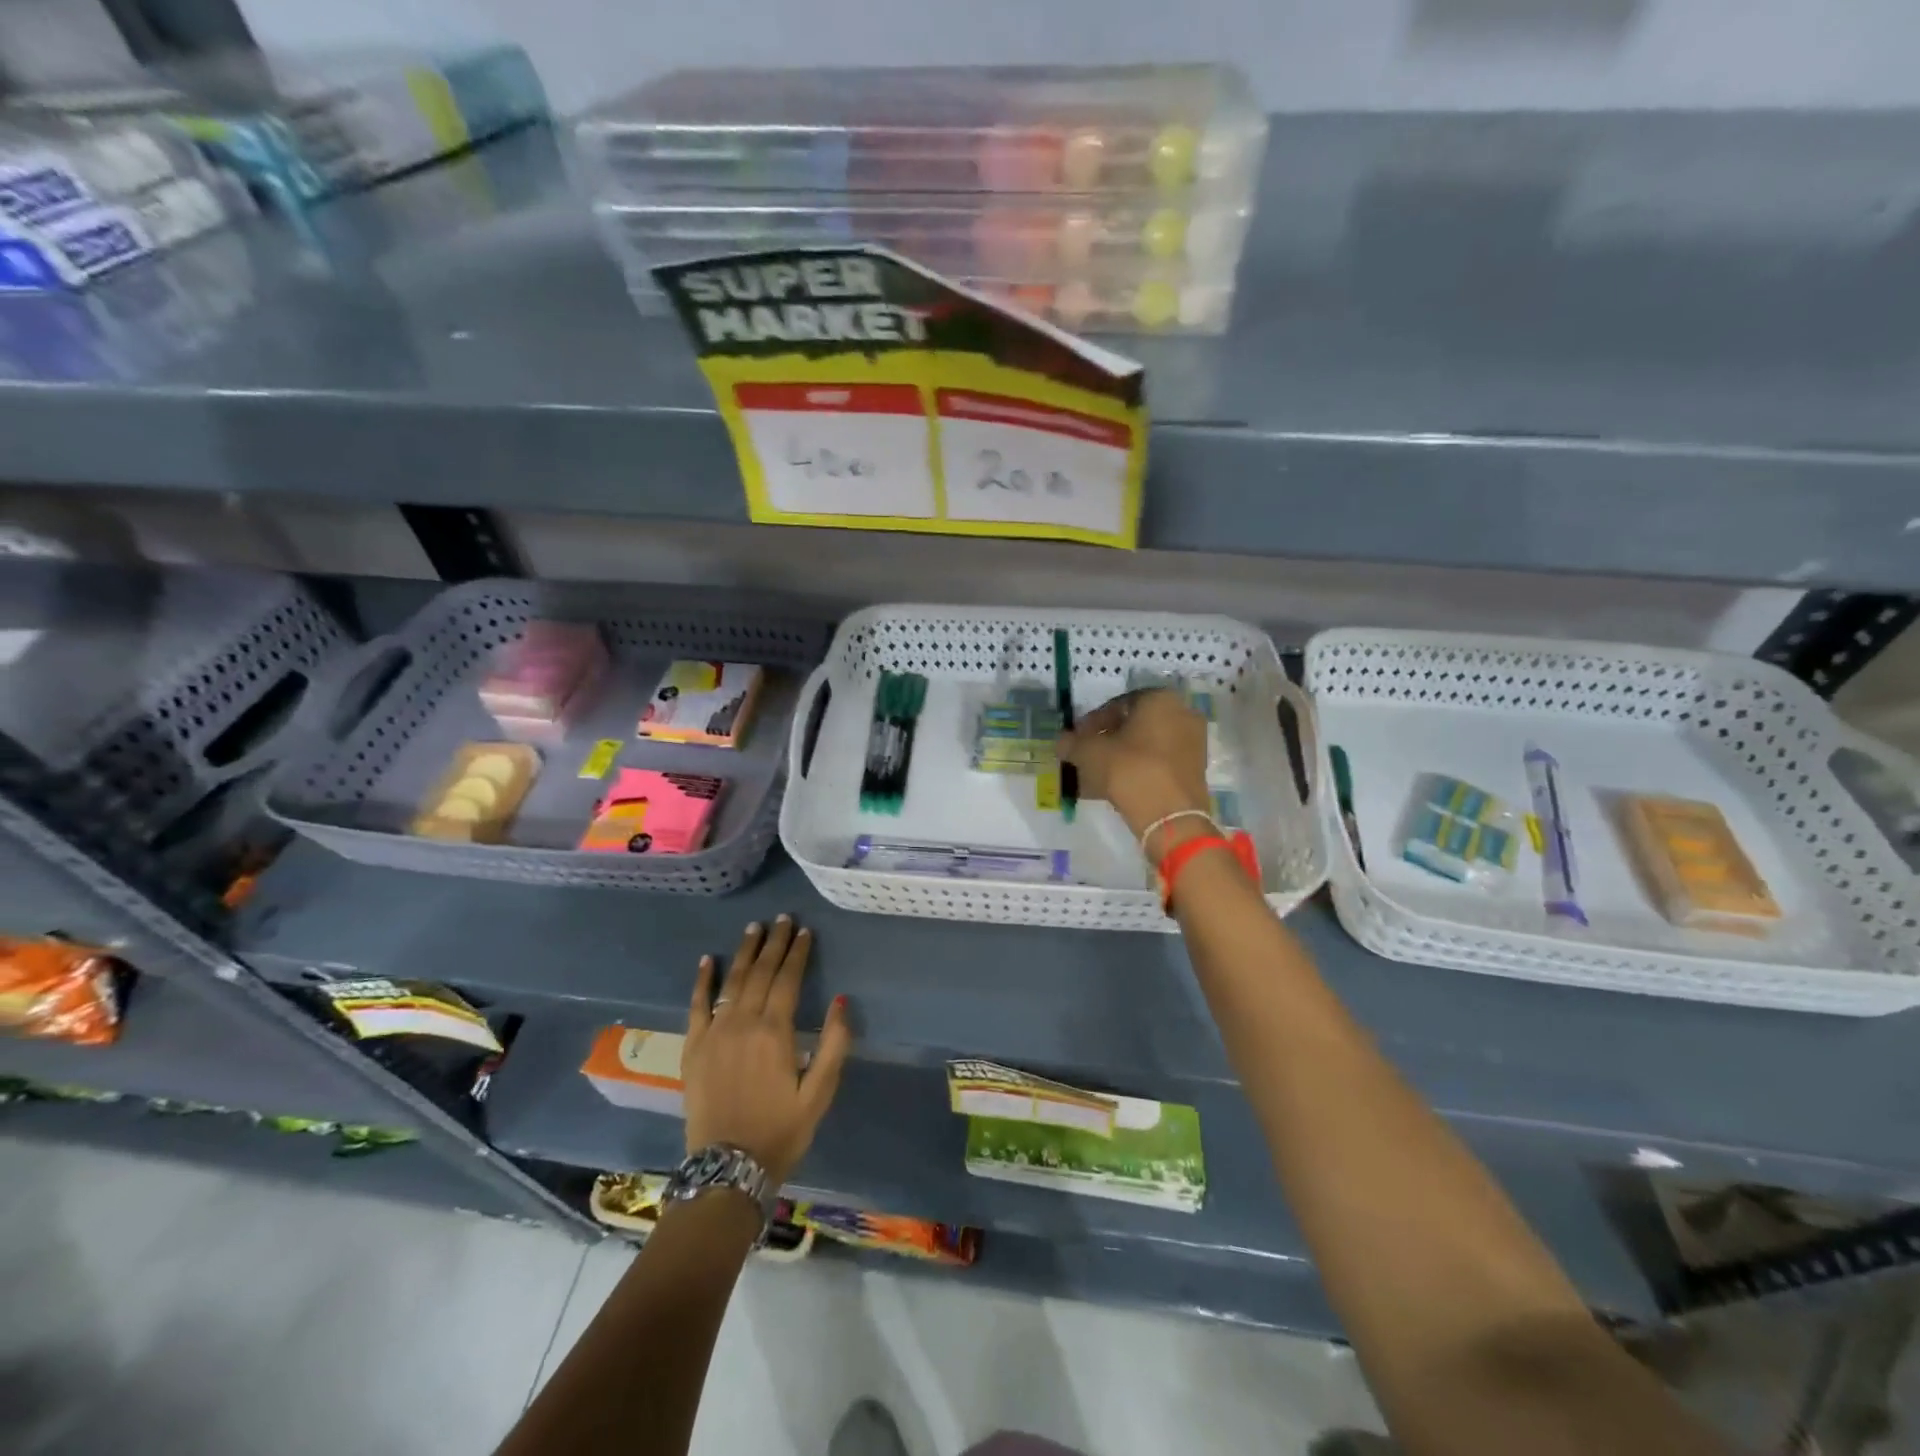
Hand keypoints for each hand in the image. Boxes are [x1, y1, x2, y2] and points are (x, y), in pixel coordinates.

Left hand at [684, 916, 851, 1187]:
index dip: (797, 953)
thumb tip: (841, 999)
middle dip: (773, 943)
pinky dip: (702, 981)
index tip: (804, 931)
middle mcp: (743, 1023)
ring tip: (753, 928)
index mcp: (775, 1031)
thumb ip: (833, 1044)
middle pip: (759, 973)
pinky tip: (706, 960)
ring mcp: (714, 1033)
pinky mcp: (693, 1048)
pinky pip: (696, 1005)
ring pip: (731, 981)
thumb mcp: (820, 1093)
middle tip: (782, 919)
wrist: (728, 1169)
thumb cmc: (781, 1130)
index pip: (787, 979)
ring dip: (743, 952)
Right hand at [1057, 688, 1212, 860]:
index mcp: (1160, 699)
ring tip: (1097, 776)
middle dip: (1108, 740)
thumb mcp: (1090, 753)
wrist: (1169, 815)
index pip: (1117, 704)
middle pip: (1135, 725)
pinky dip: (1137, 770)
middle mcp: (1182, 714)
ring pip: (1147, 746)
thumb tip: (1062, 742)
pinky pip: (1158, 763)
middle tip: (1087, 756)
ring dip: (1121, 757)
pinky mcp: (1195, 770)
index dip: (1092, 722)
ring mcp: (1193, 743)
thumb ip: (1072, 743)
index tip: (1077, 740)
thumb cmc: (1129, 769)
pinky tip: (1115, 787)